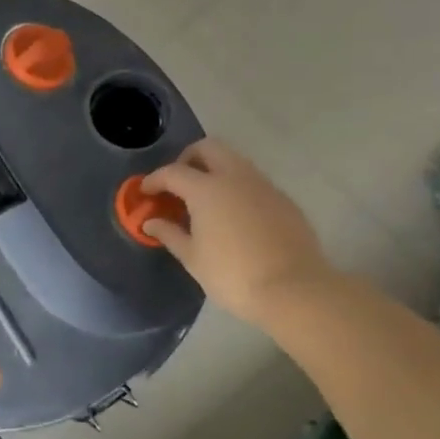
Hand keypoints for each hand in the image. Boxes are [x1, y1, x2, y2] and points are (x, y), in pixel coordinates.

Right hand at [142, 139, 335, 323]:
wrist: (294, 290)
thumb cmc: (232, 275)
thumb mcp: (192, 258)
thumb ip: (169, 234)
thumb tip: (151, 222)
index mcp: (207, 189)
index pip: (173, 172)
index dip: (154, 180)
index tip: (145, 191)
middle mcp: (236, 177)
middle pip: (208, 148)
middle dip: (188, 159)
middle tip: (177, 183)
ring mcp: (264, 186)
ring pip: (234, 161)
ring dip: (215, 170)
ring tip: (204, 200)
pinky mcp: (284, 200)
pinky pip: (253, 182)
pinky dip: (237, 188)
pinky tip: (233, 215)